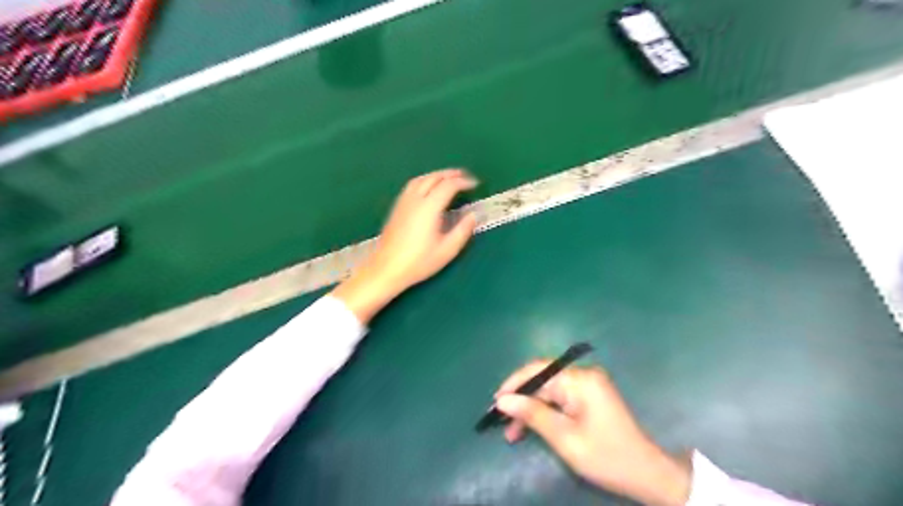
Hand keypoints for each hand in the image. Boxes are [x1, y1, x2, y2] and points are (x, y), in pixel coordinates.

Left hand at [331, 169, 478, 323]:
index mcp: (429, 208)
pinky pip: (412, 186)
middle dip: (450, 174)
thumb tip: (473, 216)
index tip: (475, 184)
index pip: (448, 186)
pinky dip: (425, 180)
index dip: (463, 182)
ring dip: (436, 175)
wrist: (387, 269)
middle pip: (433, 177)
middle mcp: (415, 200)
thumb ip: (462, 231)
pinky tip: (428, 188)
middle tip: (464, 176)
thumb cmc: (419, 262)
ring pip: (421, 179)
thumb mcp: (447, 250)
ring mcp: (403, 202)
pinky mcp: (396, 208)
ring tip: (448, 178)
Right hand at [493, 361, 692, 502]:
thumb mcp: (564, 438)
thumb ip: (532, 414)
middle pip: (542, 380)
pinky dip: (544, 412)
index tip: (495, 403)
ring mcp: (588, 385)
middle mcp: (583, 375)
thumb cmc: (606, 456)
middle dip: (521, 400)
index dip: (514, 384)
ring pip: (548, 390)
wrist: (647, 474)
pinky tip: (532, 428)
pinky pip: (559, 397)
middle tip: (501, 422)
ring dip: (530, 409)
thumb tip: (503, 400)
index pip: (538, 370)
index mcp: (580, 380)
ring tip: (513, 433)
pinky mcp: (590, 396)